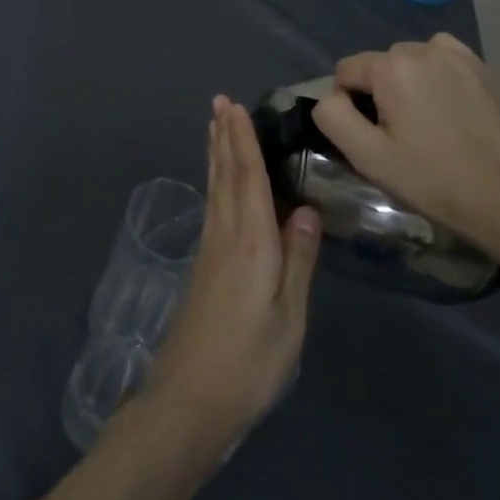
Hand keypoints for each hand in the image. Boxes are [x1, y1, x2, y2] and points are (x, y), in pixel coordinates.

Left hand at [147, 97, 320, 451]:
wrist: (191, 398)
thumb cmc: (250, 361)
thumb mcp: (289, 318)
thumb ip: (298, 261)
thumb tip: (307, 209)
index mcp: (251, 242)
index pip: (247, 178)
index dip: (243, 141)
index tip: (236, 106)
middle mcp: (226, 235)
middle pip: (226, 175)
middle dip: (225, 136)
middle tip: (220, 101)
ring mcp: (210, 249)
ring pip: (215, 188)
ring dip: (216, 153)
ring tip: (214, 125)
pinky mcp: (204, 265)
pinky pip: (212, 205)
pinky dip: (215, 180)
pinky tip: (217, 181)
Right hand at [311, 34, 499, 251]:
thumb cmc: (432, 180)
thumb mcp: (367, 156)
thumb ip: (333, 116)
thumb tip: (331, 97)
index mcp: (392, 67)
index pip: (346, 71)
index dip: (349, 105)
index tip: (371, 137)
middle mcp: (425, 49)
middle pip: (380, 64)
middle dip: (380, 92)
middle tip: (400, 135)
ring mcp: (459, 56)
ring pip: (411, 61)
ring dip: (408, 83)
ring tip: (426, 123)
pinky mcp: (485, 69)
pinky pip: (443, 61)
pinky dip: (438, 78)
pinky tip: (449, 110)